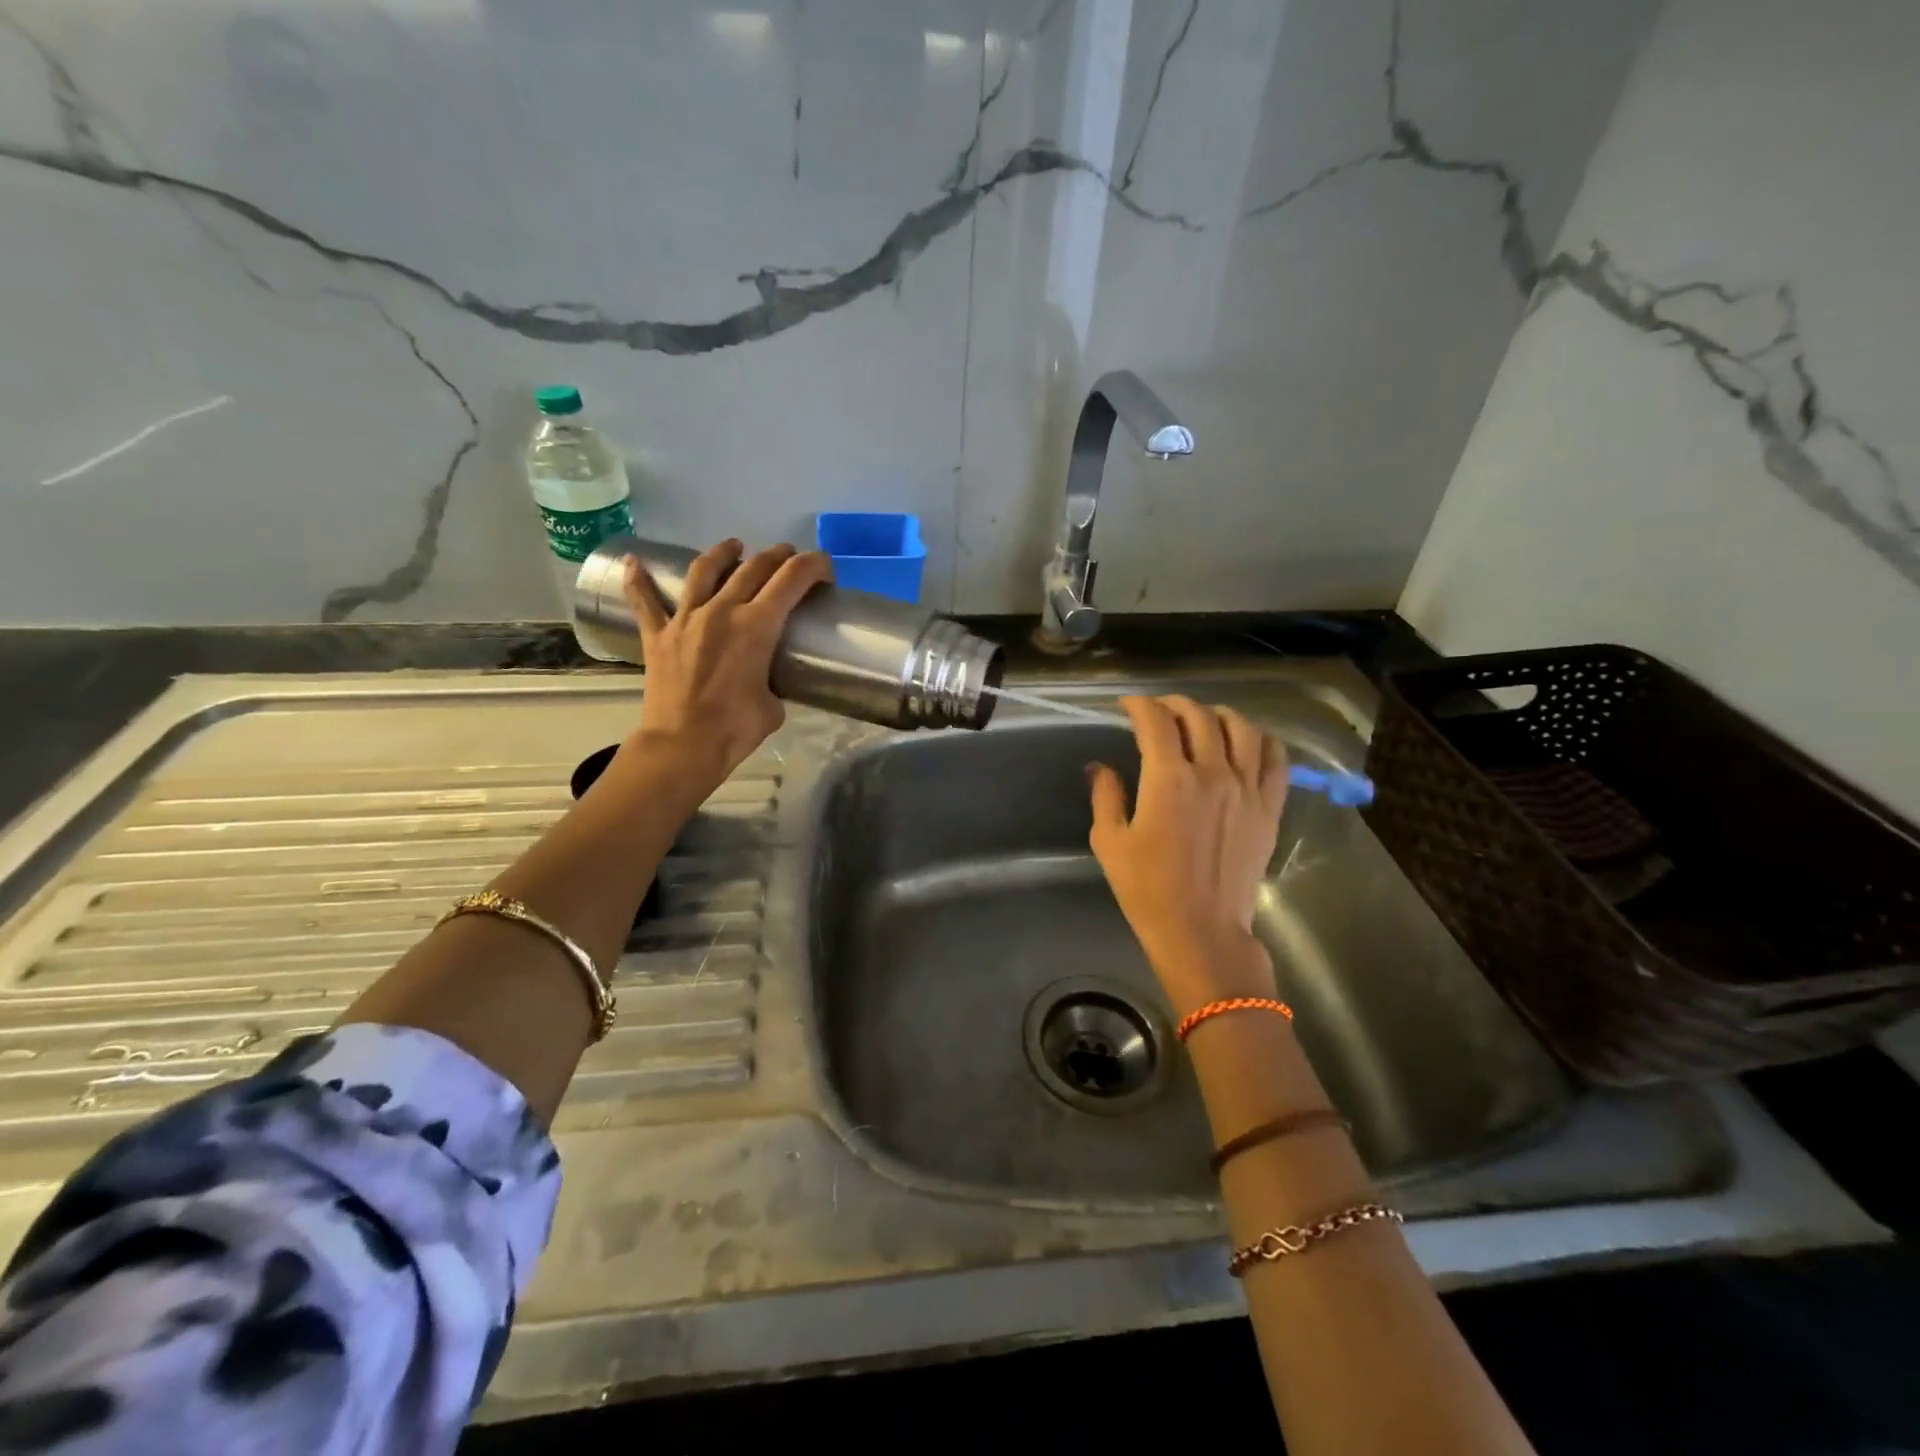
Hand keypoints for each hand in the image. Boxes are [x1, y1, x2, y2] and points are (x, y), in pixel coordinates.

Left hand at [619, 538, 832, 789]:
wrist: (682, 746)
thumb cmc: (735, 729)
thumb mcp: (773, 705)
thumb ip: (771, 681)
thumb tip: (764, 680)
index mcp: (757, 626)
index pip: (792, 579)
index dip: (813, 566)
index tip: (824, 569)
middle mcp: (722, 611)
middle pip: (754, 568)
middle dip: (777, 557)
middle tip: (789, 557)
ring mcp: (685, 619)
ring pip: (704, 571)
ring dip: (723, 553)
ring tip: (734, 546)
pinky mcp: (657, 635)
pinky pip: (645, 601)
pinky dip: (638, 580)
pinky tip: (634, 561)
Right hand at [1088, 695, 1288, 1015]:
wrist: (1202, 931)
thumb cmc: (1147, 890)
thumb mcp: (1109, 843)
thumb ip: (1106, 796)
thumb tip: (1100, 767)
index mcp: (1169, 780)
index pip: (1156, 721)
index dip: (1139, 705)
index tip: (1126, 706)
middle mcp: (1212, 773)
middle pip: (1199, 716)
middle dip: (1174, 704)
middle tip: (1159, 711)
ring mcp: (1247, 789)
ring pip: (1241, 728)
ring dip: (1218, 714)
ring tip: (1203, 720)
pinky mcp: (1269, 807)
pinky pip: (1275, 758)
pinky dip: (1260, 739)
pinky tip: (1246, 742)